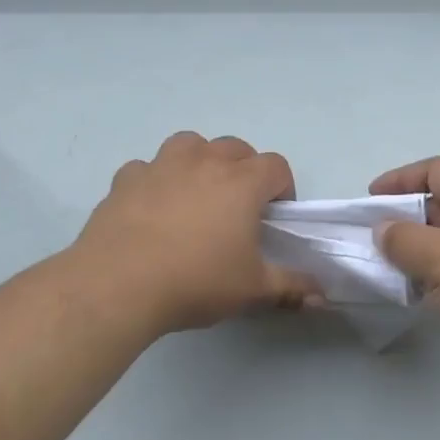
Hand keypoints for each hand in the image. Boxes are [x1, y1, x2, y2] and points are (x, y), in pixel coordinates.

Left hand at [68, 132, 321, 335]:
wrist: (118, 285)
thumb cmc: (196, 281)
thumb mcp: (252, 290)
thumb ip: (290, 287)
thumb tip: (321, 295)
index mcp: (242, 182)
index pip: (276, 166)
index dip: (282, 188)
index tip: (275, 216)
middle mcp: (205, 162)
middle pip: (235, 148)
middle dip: (244, 170)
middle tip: (238, 207)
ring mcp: (162, 166)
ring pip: (190, 144)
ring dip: (199, 161)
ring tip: (196, 194)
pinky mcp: (126, 179)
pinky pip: (147, 168)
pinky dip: (155, 180)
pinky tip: (151, 208)